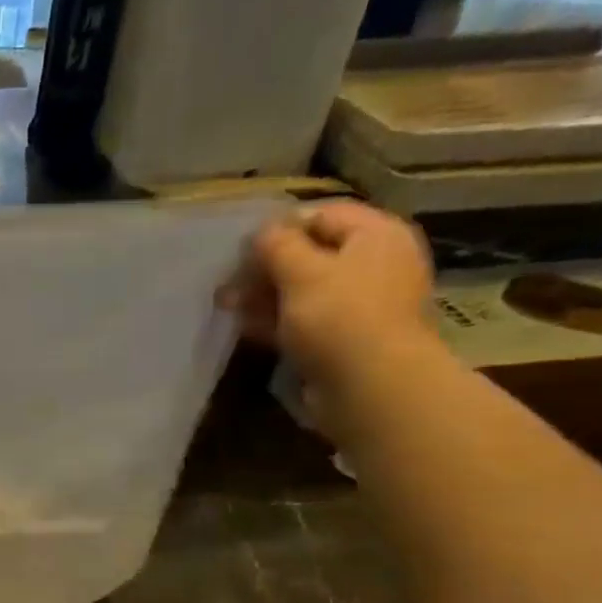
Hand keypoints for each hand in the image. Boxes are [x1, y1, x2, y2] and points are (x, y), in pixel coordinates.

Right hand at [218, 201, 439, 395]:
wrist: (370, 387)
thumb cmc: (339, 317)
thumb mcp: (302, 271)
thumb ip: (277, 245)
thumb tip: (262, 231)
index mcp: (376, 235)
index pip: (322, 215)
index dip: (280, 226)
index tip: (241, 246)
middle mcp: (374, 264)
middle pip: (312, 254)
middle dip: (267, 266)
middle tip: (227, 280)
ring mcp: (360, 306)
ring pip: (304, 291)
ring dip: (265, 296)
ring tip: (226, 304)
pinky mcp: (344, 340)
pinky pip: (305, 322)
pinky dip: (277, 322)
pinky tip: (246, 327)